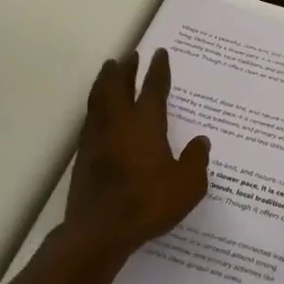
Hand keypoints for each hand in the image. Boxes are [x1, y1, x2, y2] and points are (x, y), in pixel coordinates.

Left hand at [62, 48, 210, 261]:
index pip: (153, 88)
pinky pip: (89, 118)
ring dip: (105, 81)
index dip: (158, 70)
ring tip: (108, 71)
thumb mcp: (188, 185)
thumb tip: (201, 141)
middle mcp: (119, 122)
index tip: (160, 53)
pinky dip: (95, 106)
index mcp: (146, 123)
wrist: (100, 230)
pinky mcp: (83, 154)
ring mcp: (96, 137)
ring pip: (99, 98)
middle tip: (129, 55)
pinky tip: (98, 111)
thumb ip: (196, 160)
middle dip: (125, 68)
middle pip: (118, 85)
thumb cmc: (148, 203)